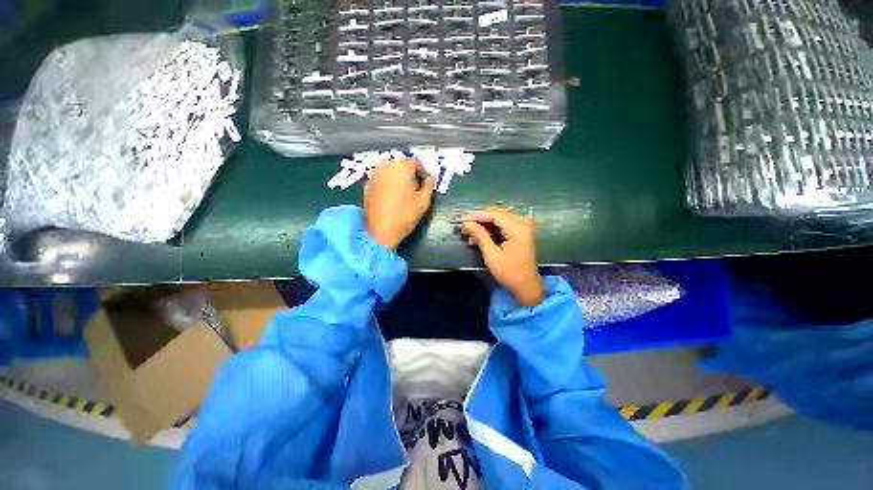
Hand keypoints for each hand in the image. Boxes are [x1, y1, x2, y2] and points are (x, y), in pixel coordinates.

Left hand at [364, 158, 434, 249]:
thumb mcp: (424, 200)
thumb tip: (430, 178)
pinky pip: (380, 179)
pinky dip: (387, 184)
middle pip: (400, 164)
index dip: (423, 171)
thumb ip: (429, 185)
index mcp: (401, 167)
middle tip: (415, 188)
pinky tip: (391, 197)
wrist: (381, 231)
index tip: (425, 182)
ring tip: (403, 192)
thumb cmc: (405, 214)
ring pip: (389, 171)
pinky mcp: (366, 186)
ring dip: (397, 178)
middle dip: (409, 173)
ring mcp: (373, 176)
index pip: (415, 162)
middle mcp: (385, 166)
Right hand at [461, 207, 544, 306]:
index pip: (494, 214)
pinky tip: (478, 236)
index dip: (476, 216)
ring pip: (499, 218)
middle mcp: (522, 223)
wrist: (526, 287)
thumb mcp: (491, 254)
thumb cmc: (509, 272)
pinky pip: (503, 225)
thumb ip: (479, 235)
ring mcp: (522, 227)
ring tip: (468, 232)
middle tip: (464, 225)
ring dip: (483, 224)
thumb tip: (466, 223)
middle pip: (497, 214)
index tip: (461, 220)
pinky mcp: (520, 233)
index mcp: (518, 227)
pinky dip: (490, 229)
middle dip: (479, 219)